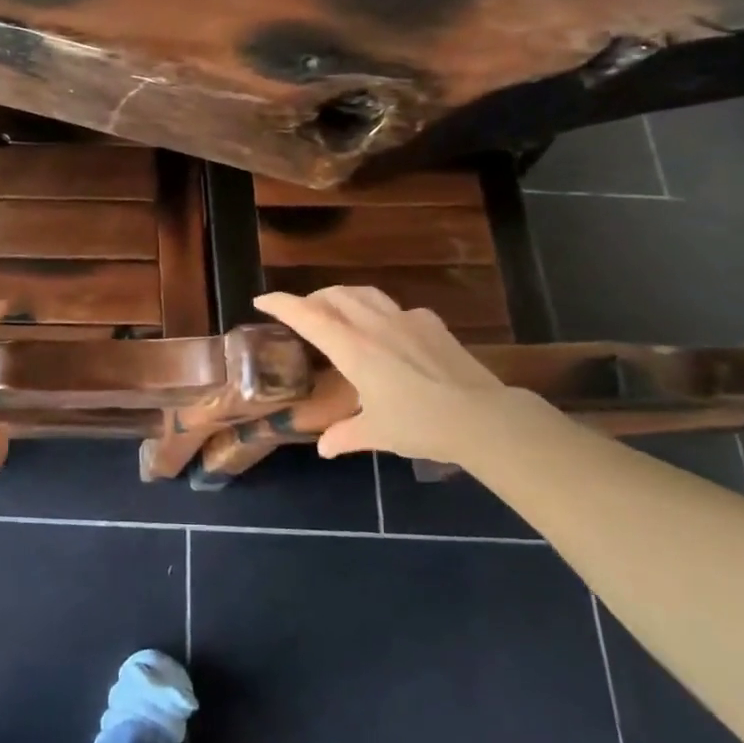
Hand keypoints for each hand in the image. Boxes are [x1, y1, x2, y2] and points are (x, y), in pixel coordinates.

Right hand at [252, 286, 518, 465]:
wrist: (482, 417)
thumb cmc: (420, 424)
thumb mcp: (377, 433)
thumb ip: (345, 435)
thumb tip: (325, 449)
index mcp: (353, 348)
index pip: (307, 316)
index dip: (281, 304)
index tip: (261, 300)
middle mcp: (374, 325)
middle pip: (334, 296)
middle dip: (311, 299)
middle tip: (301, 312)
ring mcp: (405, 319)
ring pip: (363, 293)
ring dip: (342, 297)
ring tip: (337, 311)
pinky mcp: (431, 323)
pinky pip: (394, 308)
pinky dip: (377, 311)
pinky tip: (385, 330)